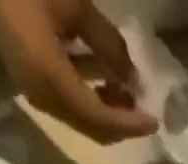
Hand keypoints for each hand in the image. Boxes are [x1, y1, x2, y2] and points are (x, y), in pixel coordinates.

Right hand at [0, 0, 157, 142]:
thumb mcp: (72, 5)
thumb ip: (106, 42)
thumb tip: (133, 76)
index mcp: (53, 81)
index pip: (101, 119)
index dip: (130, 123)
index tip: (155, 120)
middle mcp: (45, 98)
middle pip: (93, 127)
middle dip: (122, 121)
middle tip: (145, 105)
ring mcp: (36, 92)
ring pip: (82, 117)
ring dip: (108, 108)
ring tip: (130, 88)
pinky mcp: (32, 81)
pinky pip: (69, 101)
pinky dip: (92, 95)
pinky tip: (105, 76)